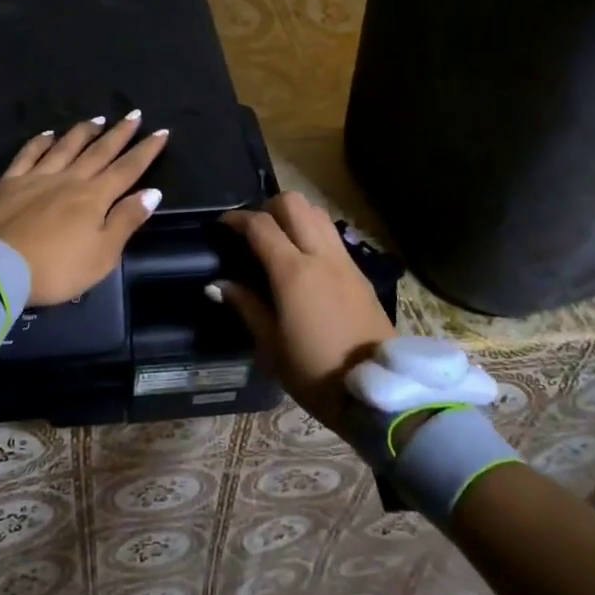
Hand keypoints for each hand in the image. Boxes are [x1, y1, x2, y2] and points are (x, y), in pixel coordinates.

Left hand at [0, 112, 169, 305]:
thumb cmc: (56, 268)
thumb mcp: (102, 255)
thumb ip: (126, 221)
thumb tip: (152, 192)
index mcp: (94, 197)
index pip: (127, 169)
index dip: (146, 151)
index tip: (162, 132)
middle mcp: (69, 179)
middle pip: (99, 151)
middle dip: (120, 133)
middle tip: (134, 114)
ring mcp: (37, 177)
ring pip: (65, 147)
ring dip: (84, 132)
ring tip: (98, 119)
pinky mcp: (9, 183)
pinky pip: (28, 154)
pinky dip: (40, 142)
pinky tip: (48, 134)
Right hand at [217, 193, 395, 433]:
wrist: (377, 390)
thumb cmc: (315, 371)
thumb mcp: (271, 344)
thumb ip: (245, 306)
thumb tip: (217, 285)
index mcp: (293, 272)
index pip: (261, 225)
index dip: (237, 219)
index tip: (222, 225)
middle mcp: (321, 256)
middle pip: (294, 203)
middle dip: (269, 207)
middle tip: (254, 231)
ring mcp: (345, 261)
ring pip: (317, 213)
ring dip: (295, 216)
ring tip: (279, 240)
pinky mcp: (360, 273)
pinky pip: (332, 235)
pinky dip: (313, 232)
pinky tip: (304, 259)